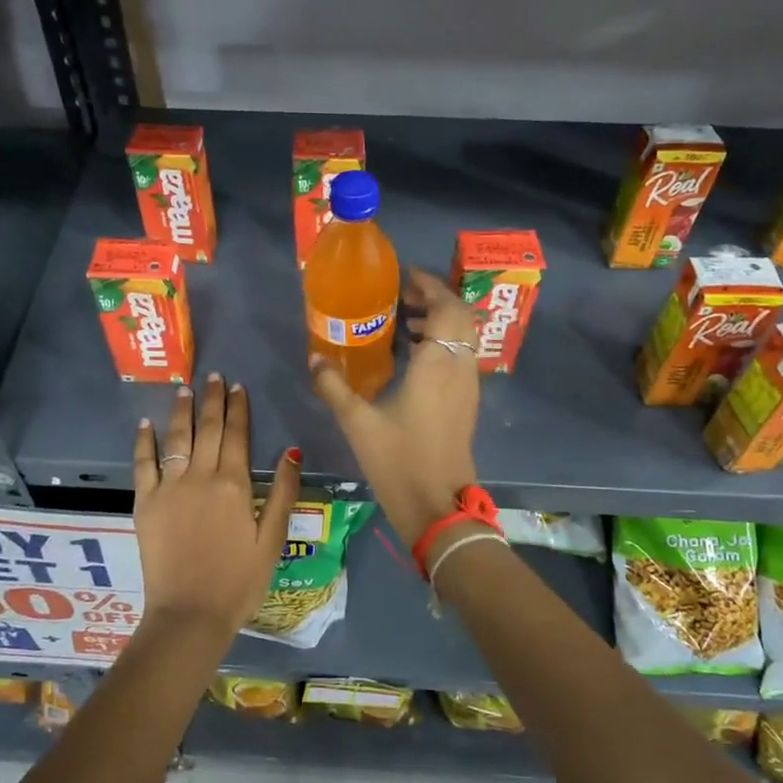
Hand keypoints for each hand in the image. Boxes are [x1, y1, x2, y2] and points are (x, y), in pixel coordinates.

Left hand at [132, 373, 301, 638]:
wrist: (189, 614)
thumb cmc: (239, 582)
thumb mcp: (272, 540)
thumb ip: (282, 492)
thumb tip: (291, 451)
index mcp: (234, 485)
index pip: (237, 436)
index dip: (238, 409)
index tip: (237, 387)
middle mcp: (201, 477)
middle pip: (207, 429)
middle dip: (211, 400)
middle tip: (213, 376)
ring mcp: (169, 488)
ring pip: (176, 439)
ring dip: (181, 411)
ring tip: (184, 388)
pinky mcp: (145, 504)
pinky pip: (143, 464)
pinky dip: (144, 442)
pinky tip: (145, 424)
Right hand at [311, 268, 479, 549]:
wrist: (438, 505)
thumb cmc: (399, 460)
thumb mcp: (358, 422)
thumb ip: (334, 387)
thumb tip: (315, 359)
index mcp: (437, 364)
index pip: (445, 307)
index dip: (428, 286)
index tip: (403, 277)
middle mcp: (459, 368)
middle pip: (459, 316)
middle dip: (434, 298)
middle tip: (401, 296)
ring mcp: (467, 386)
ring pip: (463, 336)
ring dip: (440, 320)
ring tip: (403, 322)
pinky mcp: (466, 403)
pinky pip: (460, 356)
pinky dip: (443, 343)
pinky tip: (413, 357)